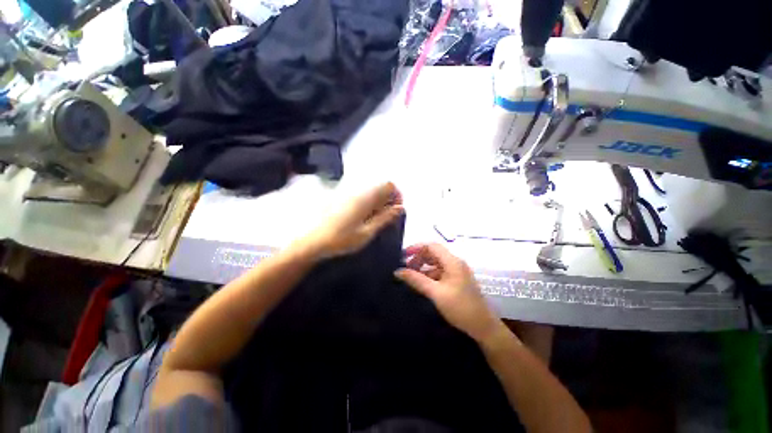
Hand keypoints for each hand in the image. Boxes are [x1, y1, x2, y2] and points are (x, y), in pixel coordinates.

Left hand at [301, 182, 403, 259]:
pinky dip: (367, 202)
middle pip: (380, 186)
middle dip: (388, 198)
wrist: (313, 242)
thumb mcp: (367, 232)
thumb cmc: (342, 239)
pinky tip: (363, 216)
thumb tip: (401, 207)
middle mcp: (357, 191)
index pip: (388, 185)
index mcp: (365, 198)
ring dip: (378, 201)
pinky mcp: (340, 197)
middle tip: (387, 216)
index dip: (397, 195)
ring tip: (376, 218)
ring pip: (370, 191)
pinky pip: (360, 195)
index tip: (397, 209)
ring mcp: (347, 193)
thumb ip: (385, 218)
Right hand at [395, 243, 500, 341]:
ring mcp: (457, 271)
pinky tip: (422, 284)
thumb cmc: (460, 308)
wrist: (483, 327)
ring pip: (436, 263)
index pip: (431, 246)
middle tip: (406, 269)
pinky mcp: (457, 279)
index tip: (403, 256)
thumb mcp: (435, 293)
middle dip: (418, 258)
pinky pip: (440, 272)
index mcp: (452, 261)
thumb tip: (398, 271)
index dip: (416, 248)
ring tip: (411, 277)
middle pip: (433, 253)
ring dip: (423, 267)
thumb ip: (416, 280)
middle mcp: (455, 262)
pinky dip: (429, 275)